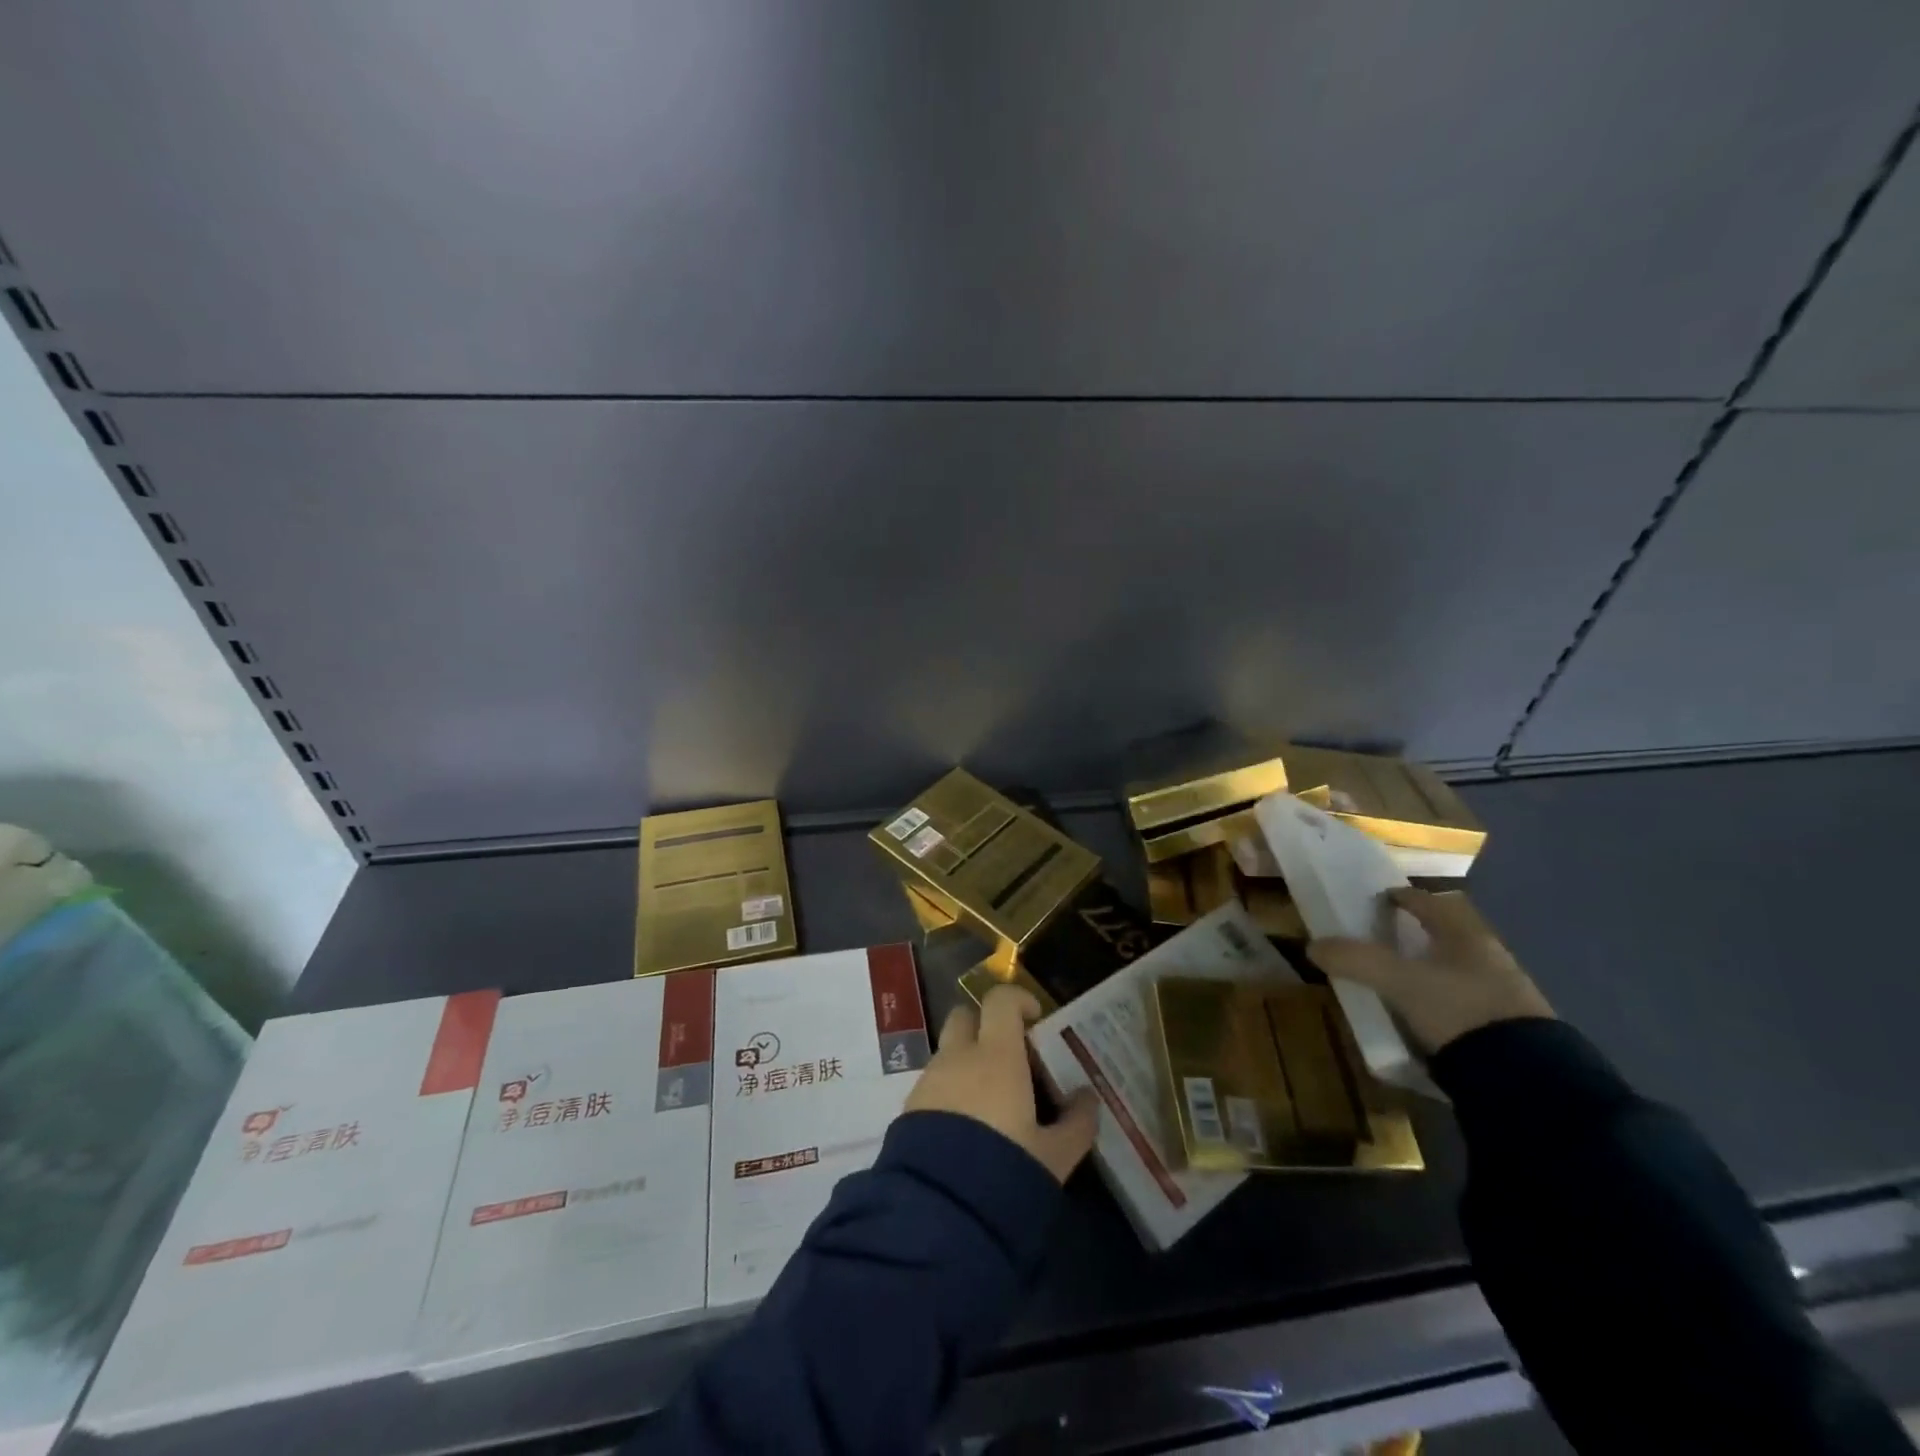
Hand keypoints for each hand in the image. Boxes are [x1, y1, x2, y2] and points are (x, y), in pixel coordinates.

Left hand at [906, 984, 1099, 1184]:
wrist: (940, 1212)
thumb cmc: (1007, 1169)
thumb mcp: (1055, 1155)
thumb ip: (1077, 1122)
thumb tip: (1088, 1097)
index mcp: (996, 1054)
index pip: (1000, 1000)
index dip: (1018, 1000)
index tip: (1035, 1019)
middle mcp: (958, 1056)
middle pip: (966, 1016)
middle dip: (985, 1026)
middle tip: (1010, 1056)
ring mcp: (930, 1080)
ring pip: (949, 1052)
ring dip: (968, 1062)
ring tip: (991, 1104)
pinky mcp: (910, 1107)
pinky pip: (935, 1083)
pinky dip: (951, 1091)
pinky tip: (967, 1129)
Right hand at [1308, 888, 1553, 1055]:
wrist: (1527, 1078)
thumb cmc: (1459, 1009)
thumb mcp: (1397, 982)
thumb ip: (1355, 960)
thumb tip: (1312, 945)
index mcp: (1465, 934)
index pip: (1429, 903)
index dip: (1401, 897)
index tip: (1379, 900)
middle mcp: (1489, 955)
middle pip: (1448, 933)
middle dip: (1418, 934)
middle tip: (1385, 940)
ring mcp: (1505, 992)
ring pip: (1459, 966)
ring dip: (1433, 967)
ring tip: (1401, 980)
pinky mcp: (1511, 1027)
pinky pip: (1468, 998)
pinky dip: (1445, 998)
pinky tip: (1429, 1014)